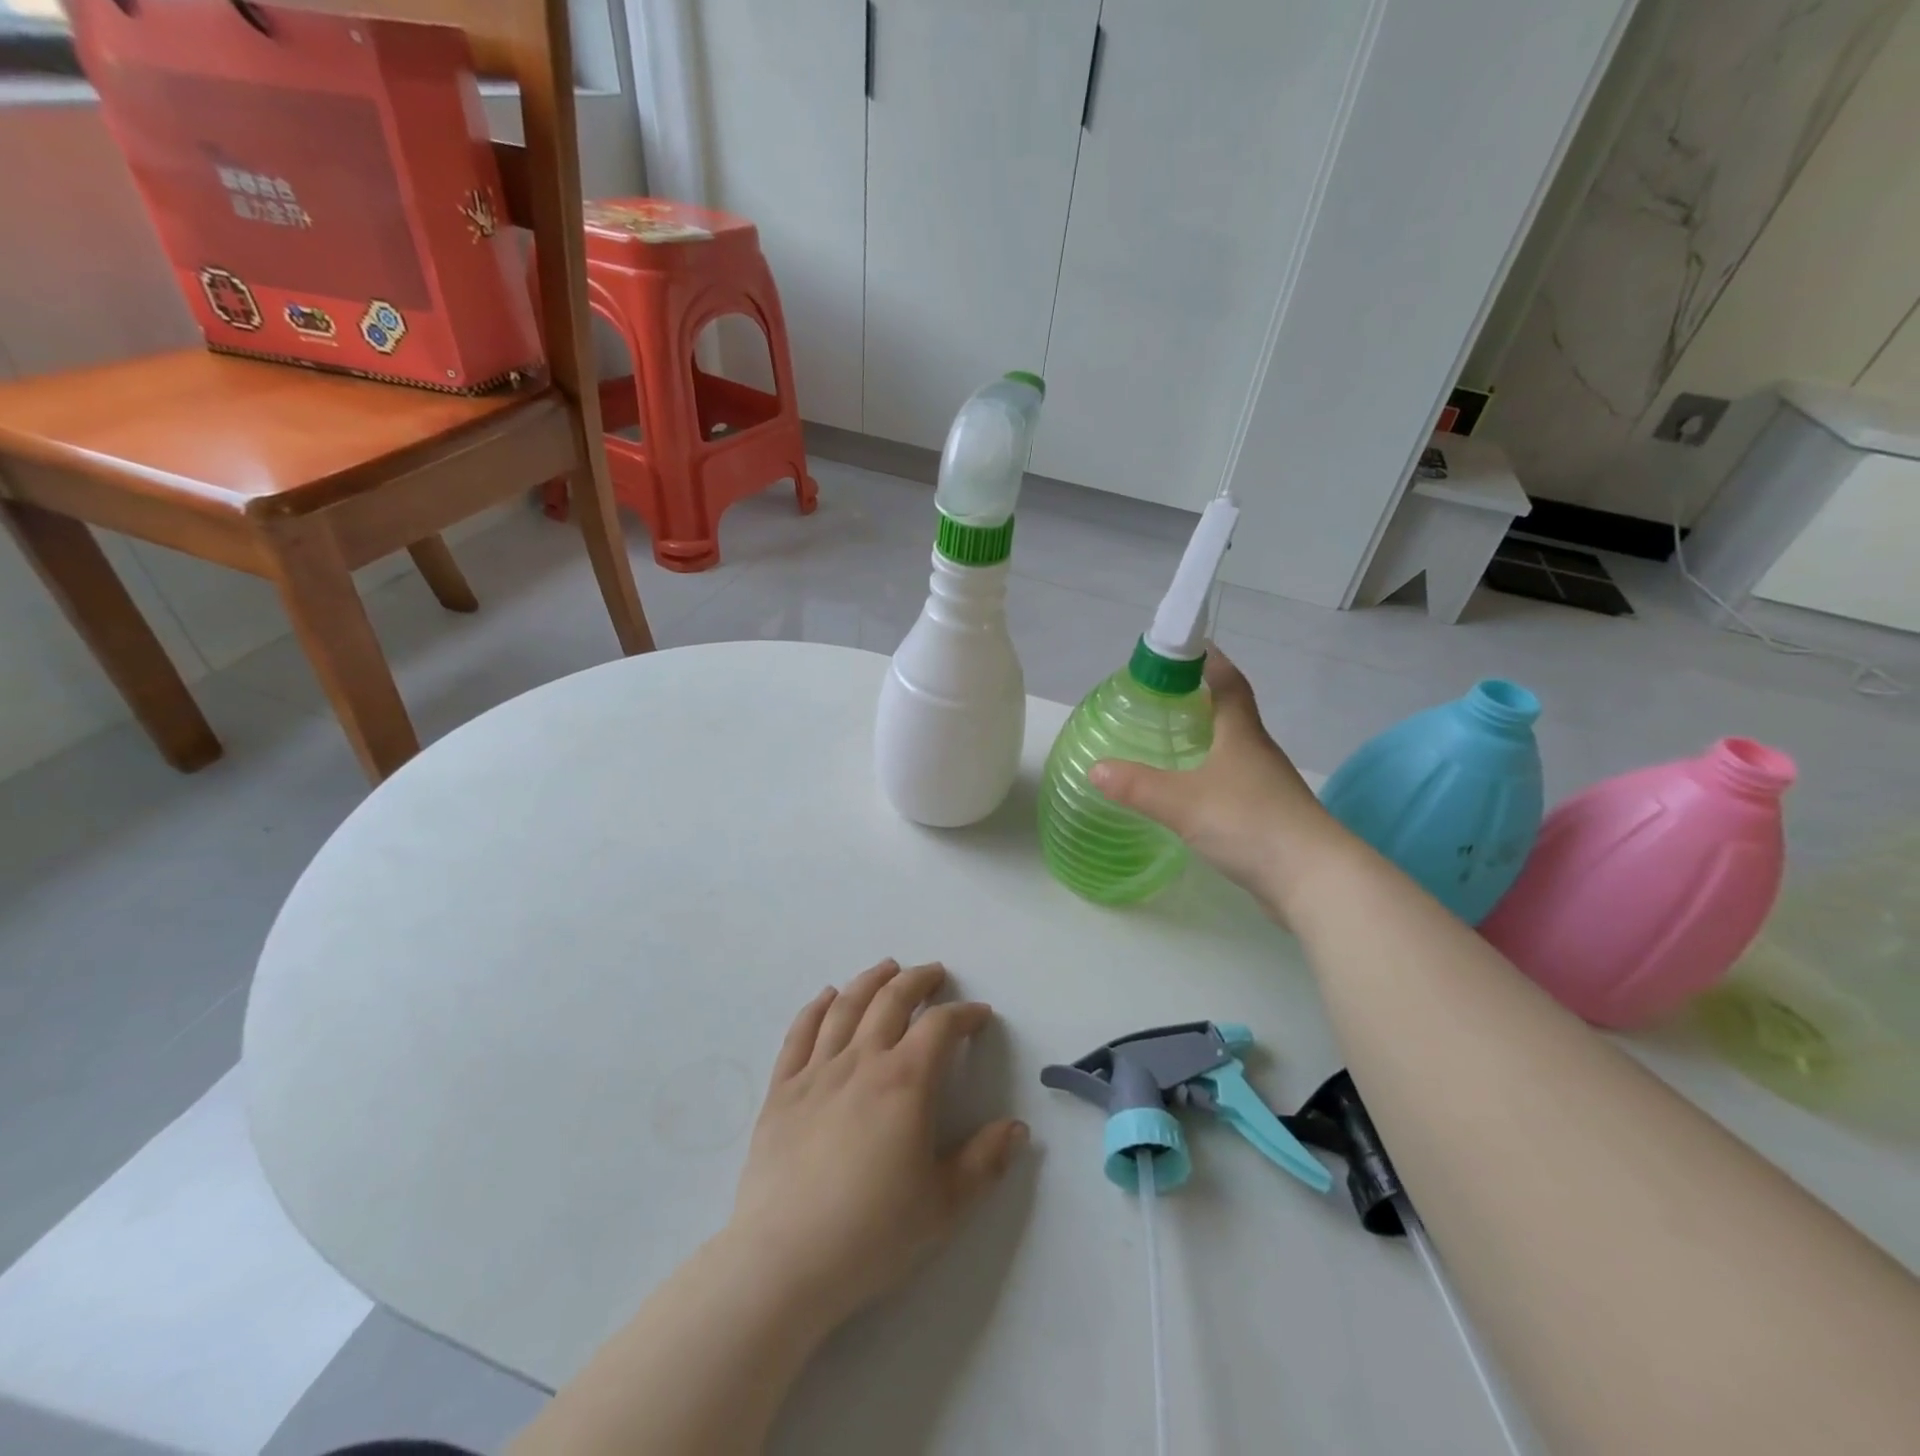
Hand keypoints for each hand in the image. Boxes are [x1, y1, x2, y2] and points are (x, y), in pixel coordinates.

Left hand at [729, 960, 1028, 1333]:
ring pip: (846, 1006)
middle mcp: (861, 1061)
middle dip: (918, 980)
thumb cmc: (872, 1234)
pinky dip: (817, 1007)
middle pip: (892, 1000)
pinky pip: (800, 1033)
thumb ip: (985, 1162)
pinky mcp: (781, 1090)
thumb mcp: (944, 1206)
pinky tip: (827, 996)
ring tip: (886, 967)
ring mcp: (816, 1071)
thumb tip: (1017, 1128)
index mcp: (905, 1082)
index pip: (940, 1027)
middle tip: (934, 973)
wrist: (784, 1262)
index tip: (979, 1015)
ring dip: (871, 980)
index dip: (964, 1014)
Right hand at [1090, 649, 1341, 916]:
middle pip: (1232, 715)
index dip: (1210, 661)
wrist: (1314, 880)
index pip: (1229, 683)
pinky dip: (1211, 778)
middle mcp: (1258, 753)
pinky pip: (1234, 785)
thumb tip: (1096, 769)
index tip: (1187, 648)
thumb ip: (1137, 786)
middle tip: (1161, 700)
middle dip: (1200, 701)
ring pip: (1233, 752)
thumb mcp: (1183, 802)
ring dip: (1207, 741)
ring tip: (1170, 744)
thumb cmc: (1249, 823)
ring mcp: (1267, 787)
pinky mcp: (1268, 818)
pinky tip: (1190, 795)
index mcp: (1242, 735)